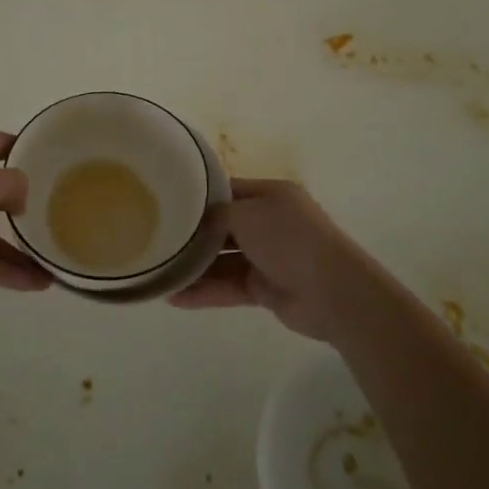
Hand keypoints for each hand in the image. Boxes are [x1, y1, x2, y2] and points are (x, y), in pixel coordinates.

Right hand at [168, 179, 385, 340]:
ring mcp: (268, 256)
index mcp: (270, 195)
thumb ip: (215, 215)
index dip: (198, 197)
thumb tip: (194, 222)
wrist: (332, 292)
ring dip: (194, 268)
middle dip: (192, 236)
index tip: (166, 203)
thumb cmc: (288, 239)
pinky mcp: (265, 288)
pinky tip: (175, 297)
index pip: (226, 191)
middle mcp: (269, 222)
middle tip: (156, 241)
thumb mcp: (246, 214)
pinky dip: (205, 291)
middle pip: (222, 226)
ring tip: (159, 274)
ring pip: (223, 260)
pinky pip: (229, 286)